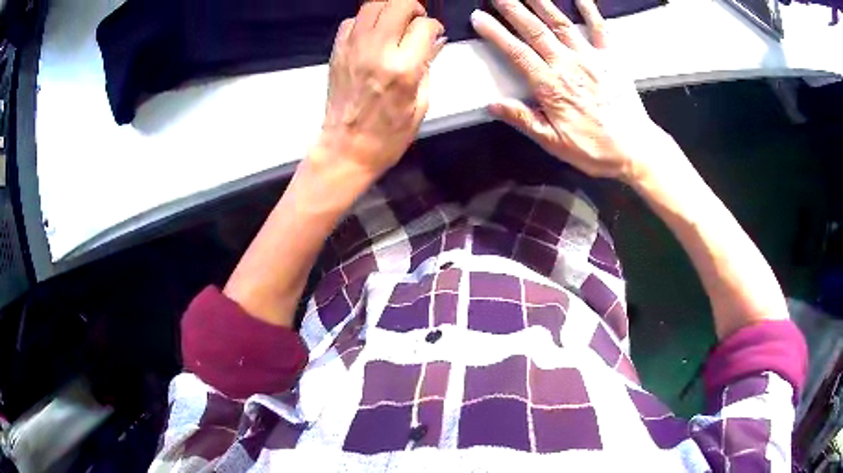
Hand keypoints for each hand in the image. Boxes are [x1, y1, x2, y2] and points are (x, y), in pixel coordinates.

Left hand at [315, 0, 444, 178]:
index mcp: (403, 68)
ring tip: (396, 22)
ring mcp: (353, 48)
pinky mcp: (337, 51)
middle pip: (397, 3)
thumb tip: (435, 40)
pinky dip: (366, 20)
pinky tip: (374, 34)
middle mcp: (377, 51)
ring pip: (372, 5)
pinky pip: (352, 20)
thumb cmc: (389, 135)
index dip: (433, 26)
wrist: (345, 149)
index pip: (424, 25)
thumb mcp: (421, 104)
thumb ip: (428, 66)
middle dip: (412, 7)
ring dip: (389, 8)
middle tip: (415, 21)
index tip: (434, 35)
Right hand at [472, 0, 667, 184]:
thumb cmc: (595, 149)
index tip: (479, 17)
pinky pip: (599, 28)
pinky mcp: (610, 58)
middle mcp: (568, 65)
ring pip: (561, 23)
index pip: (517, 52)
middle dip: (513, 8)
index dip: (496, 33)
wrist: (635, 150)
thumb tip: (493, 104)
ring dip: (542, 2)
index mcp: (551, 87)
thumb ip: (524, 120)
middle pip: (535, 30)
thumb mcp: (554, 143)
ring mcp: (591, 58)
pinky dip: (590, 10)